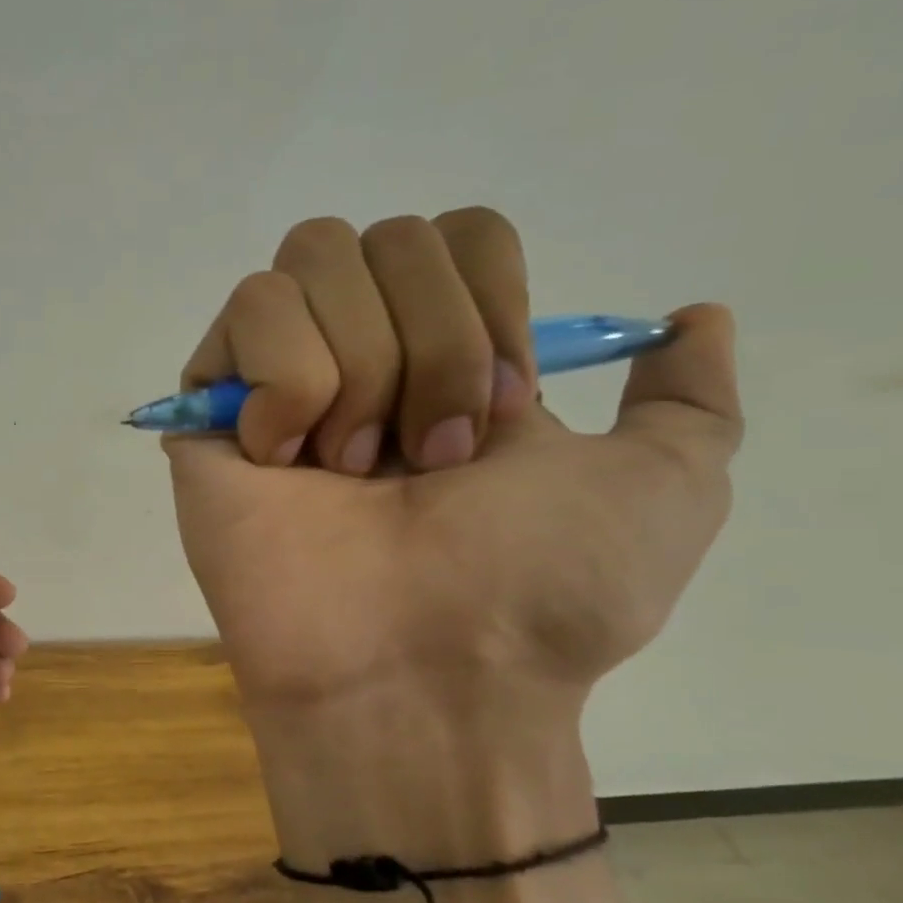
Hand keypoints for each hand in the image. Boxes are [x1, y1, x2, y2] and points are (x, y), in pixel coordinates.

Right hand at [167, 210, 741, 902]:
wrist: (420, 668)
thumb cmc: (536, 589)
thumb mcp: (664, 490)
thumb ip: (688, 401)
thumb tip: (693, 317)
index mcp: (447, 360)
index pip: (457, 233)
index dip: (488, 300)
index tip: (500, 410)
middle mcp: (358, 354)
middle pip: (383, 236)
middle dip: (432, 344)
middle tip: (425, 456)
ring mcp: (275, 380)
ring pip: (310, 261)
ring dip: (359, 368)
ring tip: (348, 471)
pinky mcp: (209, 408)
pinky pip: (248, 314)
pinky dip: (287, 383)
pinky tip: (283, 460)